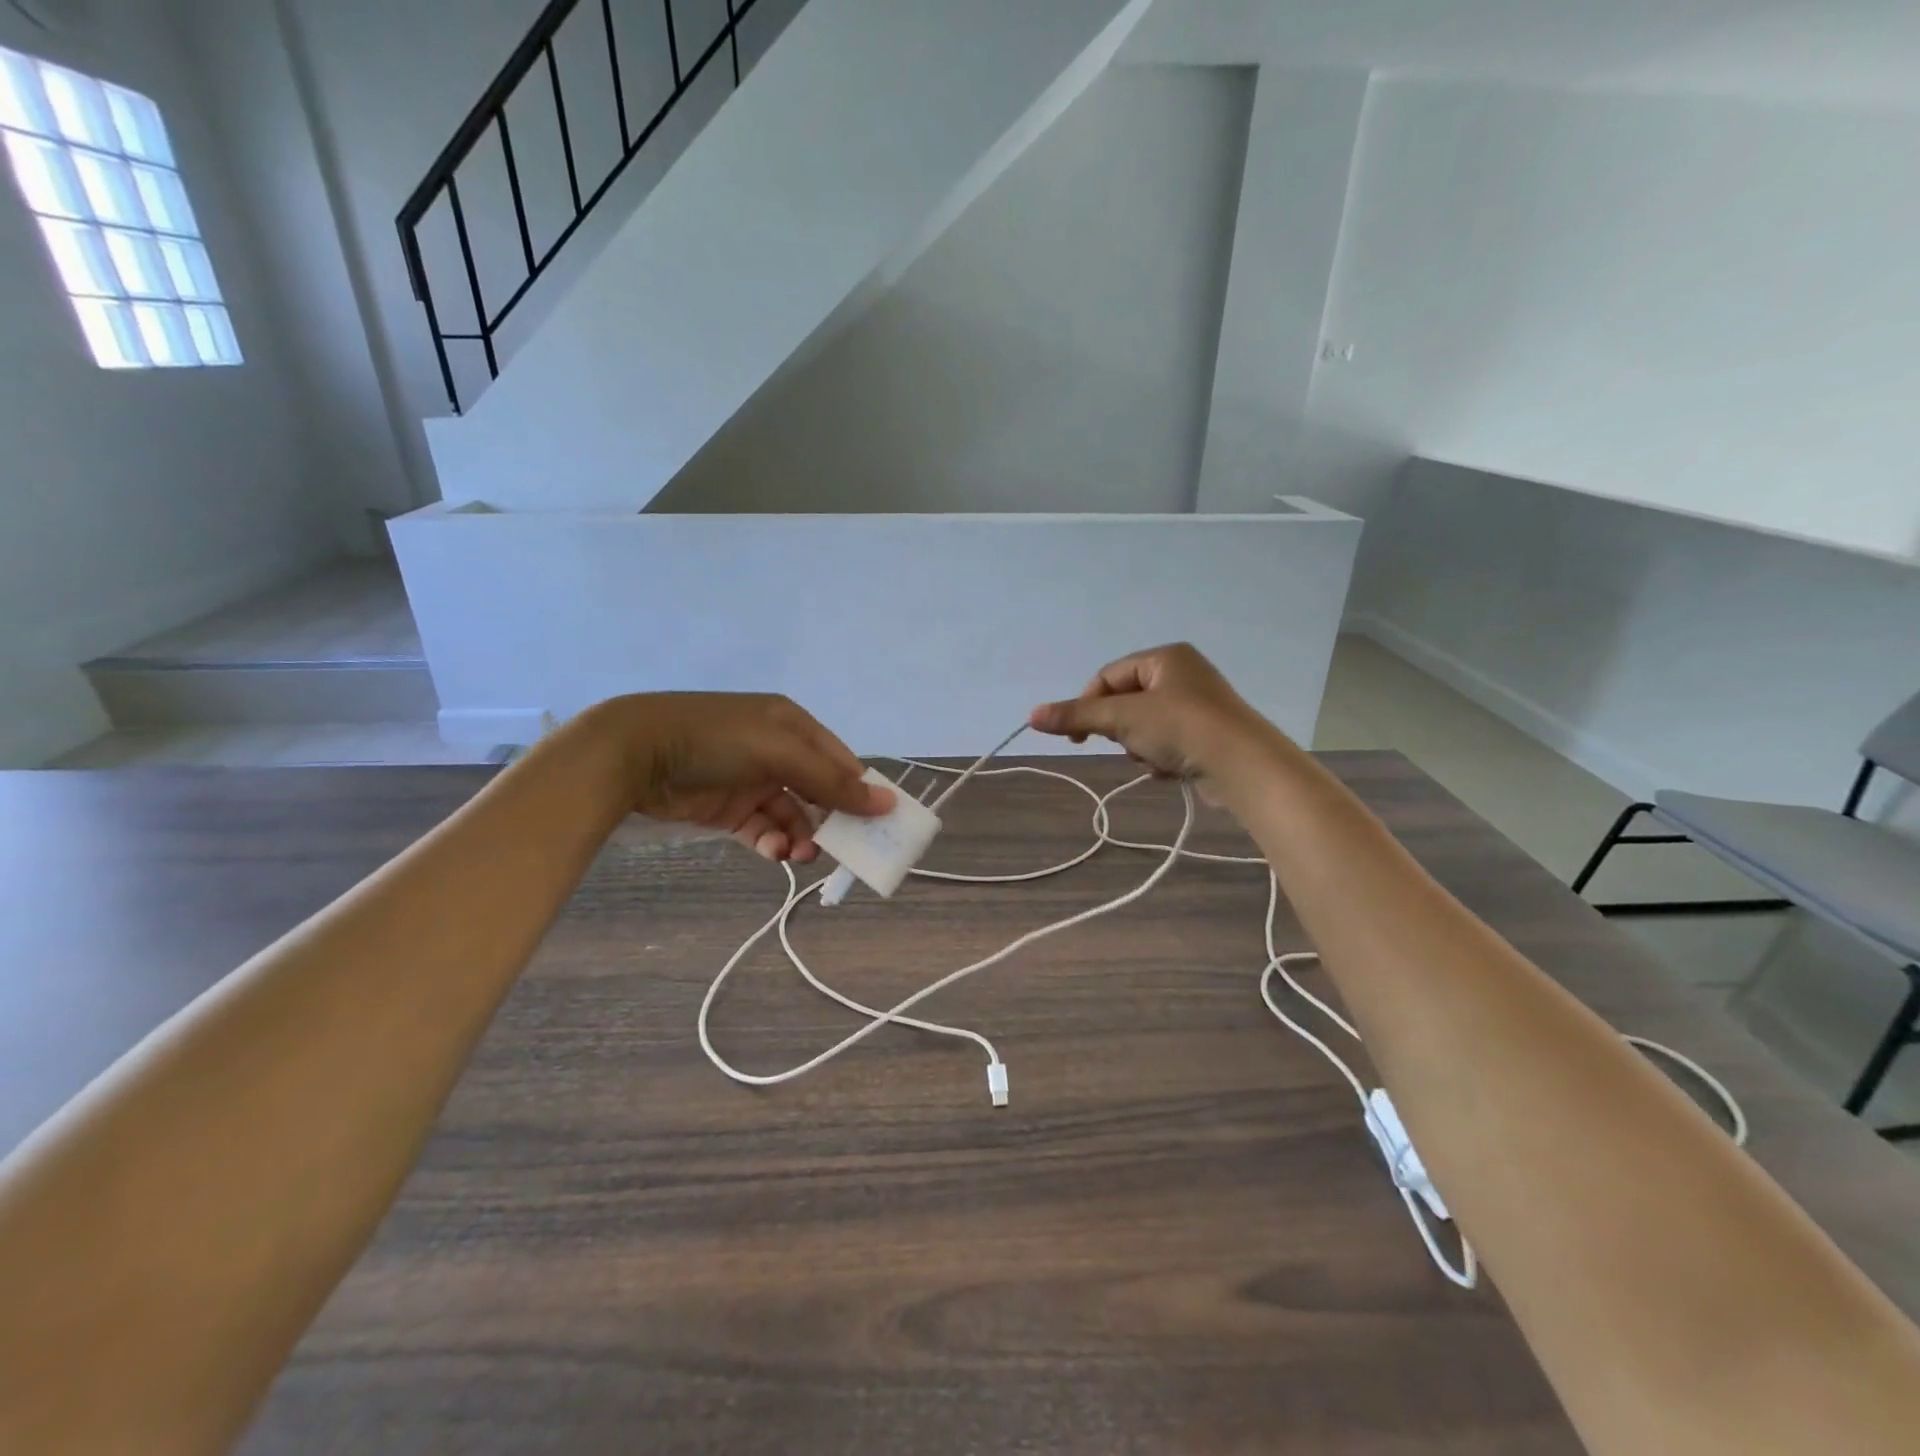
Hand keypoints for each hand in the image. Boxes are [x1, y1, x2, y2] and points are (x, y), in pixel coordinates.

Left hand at [588, 693, 892, 862]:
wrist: (633, 753)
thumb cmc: (717, 741)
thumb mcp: (780, 752)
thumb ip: (832, 781)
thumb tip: (888, 802)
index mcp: (793, 726)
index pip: (840, 762)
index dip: (860, 792)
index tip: (879, 826)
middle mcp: (777, 751)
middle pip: (819, 792)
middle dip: (832, 821)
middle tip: (844, 851)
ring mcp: (751, 781)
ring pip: (793, 816)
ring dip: (801, 837)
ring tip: (800, 855)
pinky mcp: (728, 809)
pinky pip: (763, 830)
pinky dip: (773, 844)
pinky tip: (774, 854)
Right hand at [1028, 643, 1275, 778]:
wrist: (1243, 765)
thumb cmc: (1180, 727)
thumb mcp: (1122, 718)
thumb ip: (1077, 716)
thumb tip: (1032, 715)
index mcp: (1165, 657)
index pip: (1108, 676)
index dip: (1088, 704)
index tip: (1078, 737)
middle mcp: (1184, 674)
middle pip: (1127, 701)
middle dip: (1121, 729)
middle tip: (1127, 744)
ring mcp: (1200, 705)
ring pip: (1146, 725)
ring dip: (1140, 746)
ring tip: (1155, 759)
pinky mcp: (1210, 735)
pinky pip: (1169, 742)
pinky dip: (1162, 757)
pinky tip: (1171, 769)